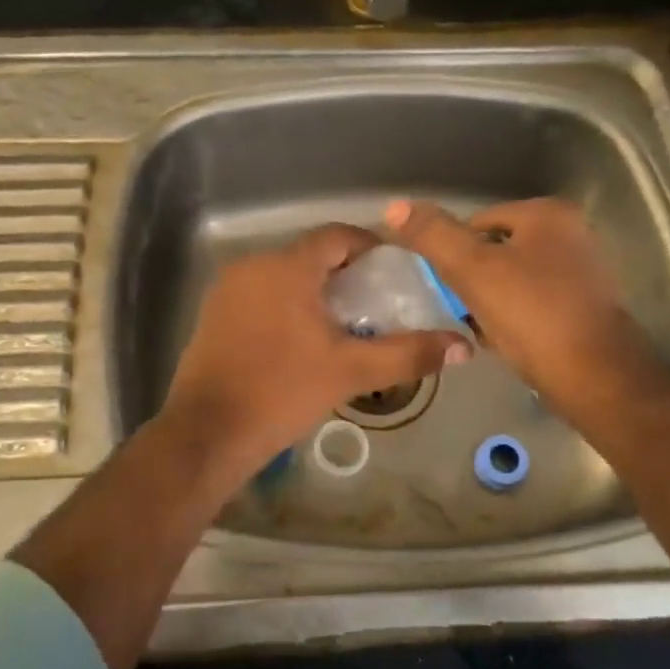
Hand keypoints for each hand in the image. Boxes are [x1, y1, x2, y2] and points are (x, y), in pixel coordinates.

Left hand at [161, 225, 470, 487]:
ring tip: (343, 324)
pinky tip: (300, 339)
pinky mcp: (213, 314)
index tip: (393, 270)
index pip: (336, 236)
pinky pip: (260, 295)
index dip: (369, 246)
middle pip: (309, 255)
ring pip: (283, 276)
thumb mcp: (351, 372)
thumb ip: (408, 354)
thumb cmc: (282, 392)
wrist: (207, 432)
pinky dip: (286, 304)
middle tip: (374, 303)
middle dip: (344, 273)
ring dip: (314, 290)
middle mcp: (253, 266)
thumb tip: (462, 345)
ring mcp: (228, 290)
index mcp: (287, 267)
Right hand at [385, 197, 669, 414]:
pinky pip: (533, 303)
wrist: (596, 380)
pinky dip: (513, 317)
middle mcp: (571, 234)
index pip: (478, 221)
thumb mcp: (473, 270)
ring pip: (513, 279)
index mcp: (548, 215)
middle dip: (473, 279)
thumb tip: (394, 205)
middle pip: (496, 250)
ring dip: (490, 300)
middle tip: (458, 308)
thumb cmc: (533, 316)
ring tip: (478, 328)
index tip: (443, 286)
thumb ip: (434, 236)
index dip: (453, 253)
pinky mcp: (585, 307)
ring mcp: (582, 271)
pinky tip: (502, 341)